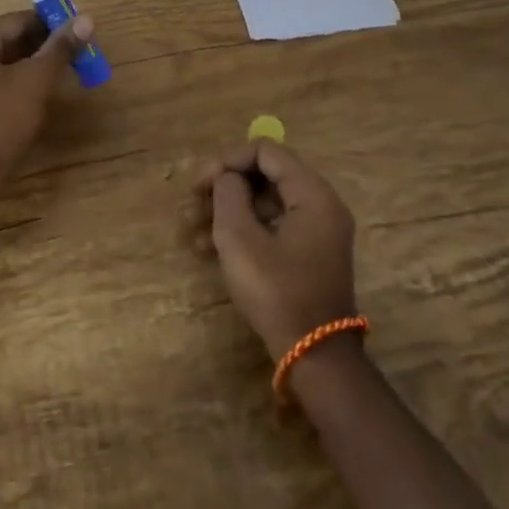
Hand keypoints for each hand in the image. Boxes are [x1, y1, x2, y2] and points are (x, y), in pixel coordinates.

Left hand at [0, 10, 95, 187]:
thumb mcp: (34, 82)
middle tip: (77, 56)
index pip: (18, 20)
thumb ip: (60, 49)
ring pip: (5, 65)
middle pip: (10, 41)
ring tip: (65, 76)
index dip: (51, 23)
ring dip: (34, 67)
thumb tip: (87, 18)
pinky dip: (20, 85)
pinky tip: (40, 97)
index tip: (80, 33)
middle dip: (44, 47)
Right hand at [185, 141, 358, 360]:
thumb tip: (228, 179)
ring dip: (225, 211)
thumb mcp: (240, 238)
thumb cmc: (276, 290)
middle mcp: (320, 206)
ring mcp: (315, 232)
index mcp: (312, 194)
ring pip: (263, 204)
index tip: (200, 183)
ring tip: (189, 228)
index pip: (266, 152)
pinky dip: (240, 231)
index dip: (228, 160)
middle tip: (190, 203)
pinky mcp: (305, 256)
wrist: (313, 356)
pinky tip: (205, 248)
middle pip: (264, 176)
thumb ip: (229, 194)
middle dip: (223, 187)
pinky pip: (270, 228)